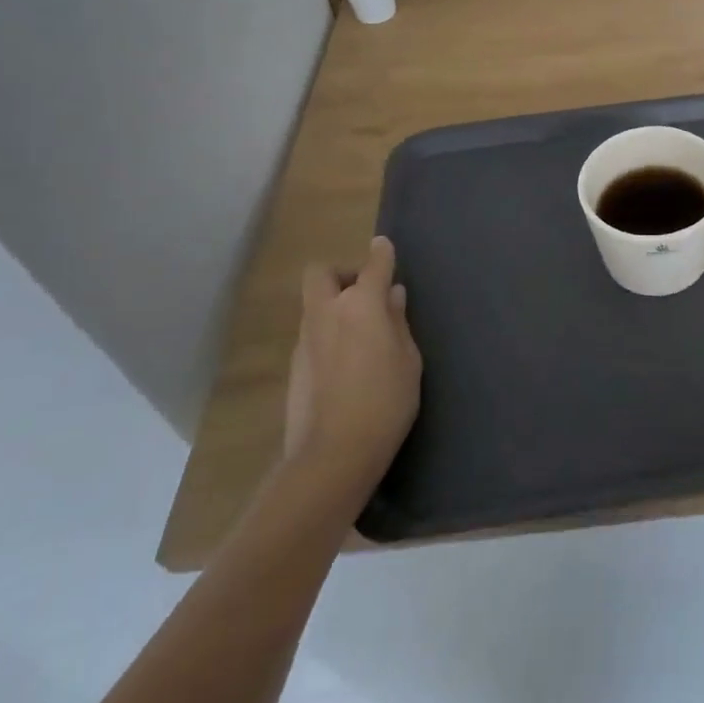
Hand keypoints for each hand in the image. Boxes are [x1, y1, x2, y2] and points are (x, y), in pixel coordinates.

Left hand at [284, 236, 421, 480]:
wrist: (333, 454)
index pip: (373, 263)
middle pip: (322, 273)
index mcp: (362, 304)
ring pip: (315, 304)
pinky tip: (347, 362)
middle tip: (364, 294)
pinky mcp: (295, 365)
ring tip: (361, 333)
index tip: (385, 248)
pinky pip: (313, 333)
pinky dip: (328, 333)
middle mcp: (328, 312)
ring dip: (335, 306)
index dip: (381, 253)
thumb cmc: (386, 400)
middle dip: (342, 274)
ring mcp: (306, 338)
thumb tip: (391, 296)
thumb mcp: (408, 359)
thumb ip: (398, 322)